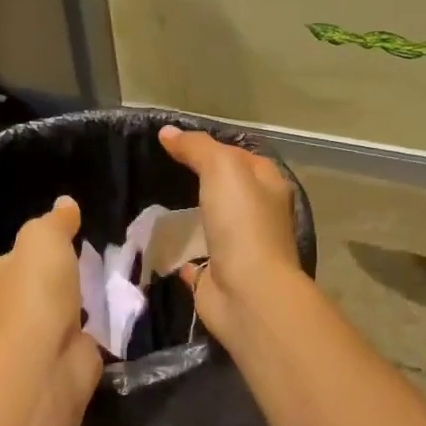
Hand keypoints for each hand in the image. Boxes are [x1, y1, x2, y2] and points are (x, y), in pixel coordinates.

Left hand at [0, 196, 101, 400]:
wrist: (46, 357)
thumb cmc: (39, 291)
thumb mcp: (44, 238)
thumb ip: (56, 221)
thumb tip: (65, 203)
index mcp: (6, 273)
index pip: (21, 254)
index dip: (43, 244)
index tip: (71, 236)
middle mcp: (20, 303)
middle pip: (46, 281)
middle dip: (67, 273)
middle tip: (101, 257)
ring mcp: (45, 331)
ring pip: (69, 305)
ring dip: (86, 297)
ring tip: (115, 281)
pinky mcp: (71, 351)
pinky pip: (90, 329)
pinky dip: (102, 321)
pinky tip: (120, 310)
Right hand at [157, 126, 302, 333]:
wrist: (248, 293)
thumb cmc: (242, 224)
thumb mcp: (222, 169)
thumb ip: (197, 148)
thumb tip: (168, 133)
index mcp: (269, 186)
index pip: (241, 156)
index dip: (213, 147)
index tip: (176, 144)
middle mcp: (259, 216)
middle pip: (229, 191)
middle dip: (202, 182)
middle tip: (163, 172)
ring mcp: (240, 249)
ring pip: (214, 225)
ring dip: (192, 218)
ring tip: (157, 205)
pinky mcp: (219, 277)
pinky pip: (198, 261)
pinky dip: (183, 255)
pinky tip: (161, 246)